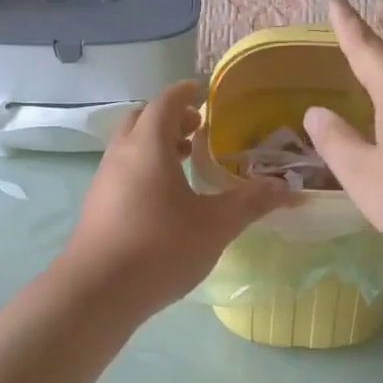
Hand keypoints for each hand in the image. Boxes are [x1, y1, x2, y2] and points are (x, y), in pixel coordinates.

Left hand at [62, 80, 290, 316]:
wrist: (97, 292)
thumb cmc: (160, 247)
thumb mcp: (215, 225)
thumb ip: (250, 202)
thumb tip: (286, 187)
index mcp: (149, 145)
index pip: (165, 102)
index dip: (184, 92)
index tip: (201, 91)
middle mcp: (121, 153)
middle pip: (142, 119)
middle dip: (169, 117)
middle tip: (198, 129)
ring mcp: (104, 179)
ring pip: (129, 146)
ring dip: (155, 143)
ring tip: (184, 161)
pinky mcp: (96, 205)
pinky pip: (122, 170)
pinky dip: (143, 167)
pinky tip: (163, 198)